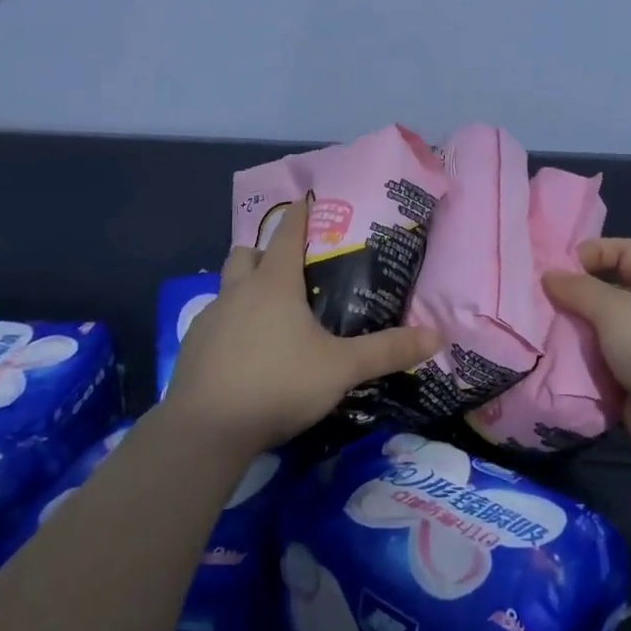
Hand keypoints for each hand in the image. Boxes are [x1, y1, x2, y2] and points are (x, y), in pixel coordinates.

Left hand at [165, 194, 441, 454]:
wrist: (206, 429)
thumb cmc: (278, 384)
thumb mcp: (341, 368)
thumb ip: (387, 351)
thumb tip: (438, 336)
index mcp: (274, 285)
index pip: (286, 233)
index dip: (298, 215)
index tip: (306, 201)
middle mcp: (237, 292)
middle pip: (246, 253)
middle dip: (265, 251)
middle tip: (289, 267)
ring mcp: (209, 319)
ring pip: (227, 288)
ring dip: (246, 289)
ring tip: (272, 315)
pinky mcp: (193, 349)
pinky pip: (215, 323)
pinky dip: (232, 325)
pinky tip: (248, 353)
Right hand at [542, 237, 630, 466]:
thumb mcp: (614, 307)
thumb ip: (578, 289)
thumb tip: (549, 275)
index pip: (624, 251)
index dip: (593, 251)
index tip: (560, 267)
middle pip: (604, 292)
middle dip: (572, 296)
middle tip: (537, 303)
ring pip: (594, 330)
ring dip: (569, 332)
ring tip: (537, 334)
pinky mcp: (626, 381)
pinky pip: (593, 364)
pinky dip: (574, 364)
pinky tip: (549, 363)